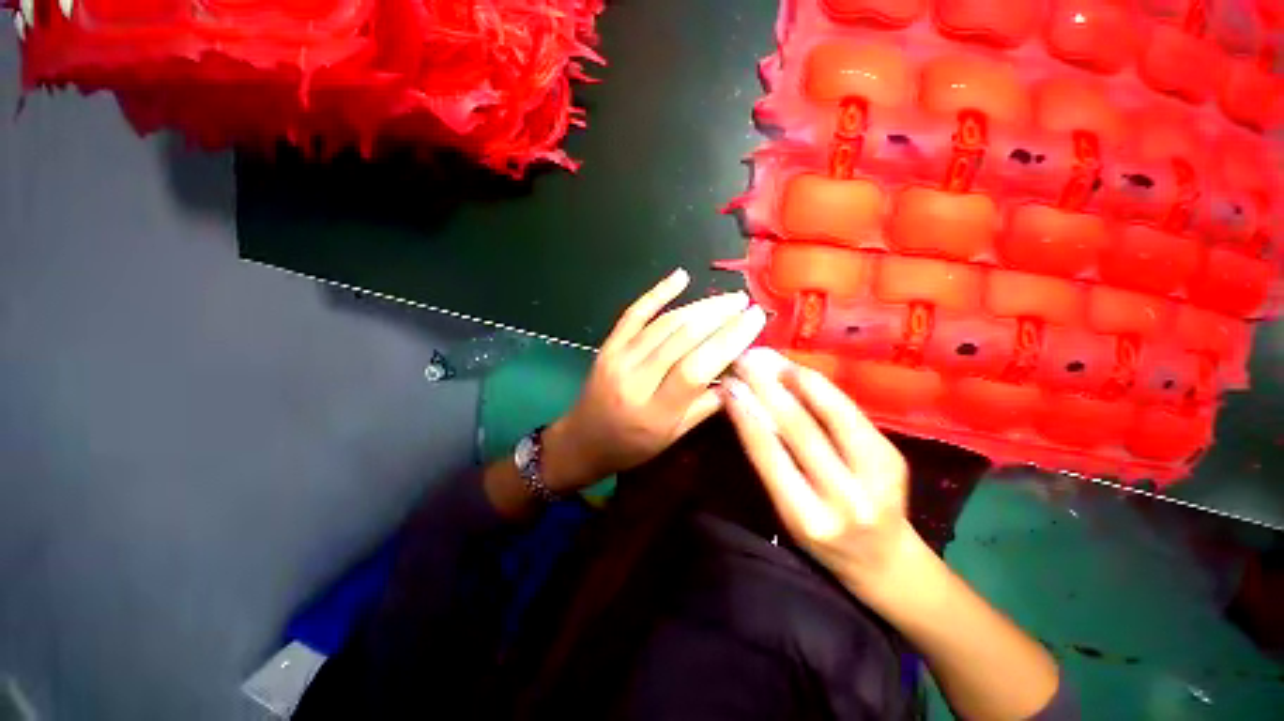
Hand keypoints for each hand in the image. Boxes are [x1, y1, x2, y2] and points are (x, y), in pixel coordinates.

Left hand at [543, 268, 767, 490]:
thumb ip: (705, 406)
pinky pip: (634, 313)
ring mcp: (618, 357)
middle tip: (744, 302)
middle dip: (719, 315)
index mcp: (655, 411)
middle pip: (682, 338)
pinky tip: (680, 276)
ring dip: (699, 306)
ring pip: (664, 323)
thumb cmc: (630, 447)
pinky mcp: (608, 345)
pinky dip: (657, 292)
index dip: (729, 339)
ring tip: (726, 298)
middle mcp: (635, 379)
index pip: (697, 367)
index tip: (755, 318)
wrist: (581, 441)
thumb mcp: (672, 438)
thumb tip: (739, 377)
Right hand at [722, 348, 917, 597]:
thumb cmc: (823, 538)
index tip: (728, 387)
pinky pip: (849, 412)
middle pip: (801, 431)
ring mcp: (877, 476)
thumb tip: (748, 410)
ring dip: (797, 380)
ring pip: (832, 415)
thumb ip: (772, 464)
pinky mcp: (892, 456)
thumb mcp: (788, 513)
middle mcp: (844, 499)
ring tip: (771, 359)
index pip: (770, 456)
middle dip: (768, 389)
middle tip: (745, 362)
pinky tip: (799, 371)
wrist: (886, 559)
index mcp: (807, 518)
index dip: (746, 417)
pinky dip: (821, 387)